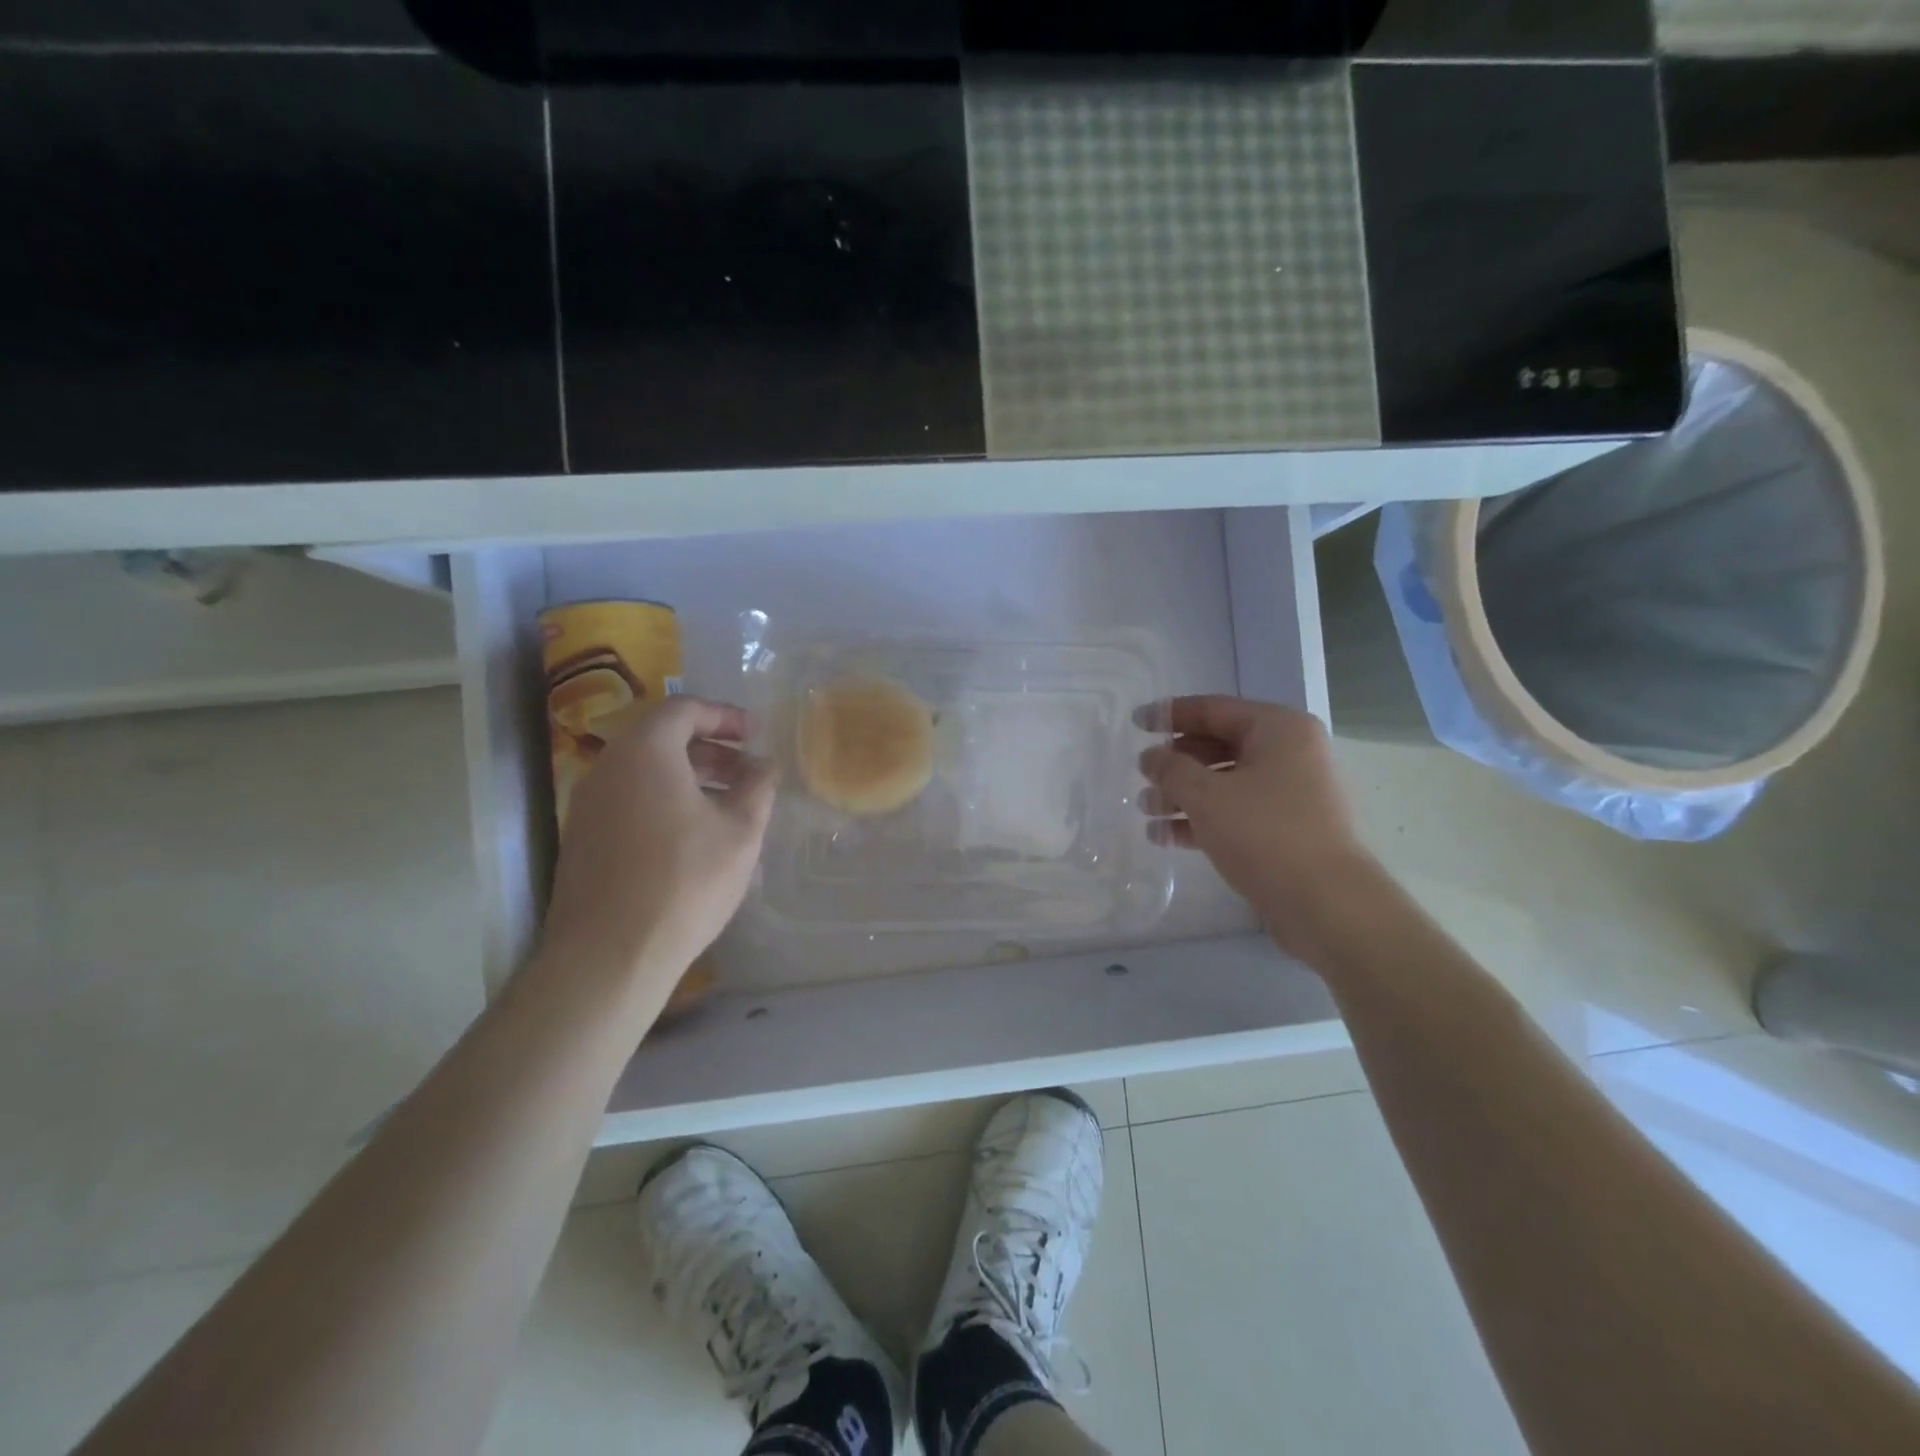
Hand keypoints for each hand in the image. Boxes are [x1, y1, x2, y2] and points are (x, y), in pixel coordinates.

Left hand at [540, 697, 776, 1003]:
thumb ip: (757, 788)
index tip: (756, 734)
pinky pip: (630, 799)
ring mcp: (588, 805)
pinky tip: (694, 835)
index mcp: (645, 752)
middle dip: (711, 748)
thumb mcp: (740, 831)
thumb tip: (764, 765)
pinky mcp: (584, 839)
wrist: (608, 955)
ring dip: (690, 776)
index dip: (725, 716)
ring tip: (728, 804)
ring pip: (645, 772)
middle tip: (748, 771)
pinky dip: (665, 800)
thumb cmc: (684, 881)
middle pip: (662, 738)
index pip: (683, 709)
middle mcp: (608, 768)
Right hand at [1139, 695, 1379, 960]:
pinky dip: (1203, 819)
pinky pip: (1236, 811)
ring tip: (1146, 810)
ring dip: (1183, 794)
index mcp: (1278, 728)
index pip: (1214, 709)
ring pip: (1225, 781)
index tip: (1135, 723)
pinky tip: (1166, 836)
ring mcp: (1292, 793)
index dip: (1170, 715)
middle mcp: (1290, 753)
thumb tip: (1152, 757)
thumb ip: (1171, 769)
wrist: (1326, 903)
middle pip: (1219, 745)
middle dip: (1175, 762)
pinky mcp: (1287, 829)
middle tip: (1140, 775)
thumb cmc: (1264, 833)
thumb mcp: (1206, 795)